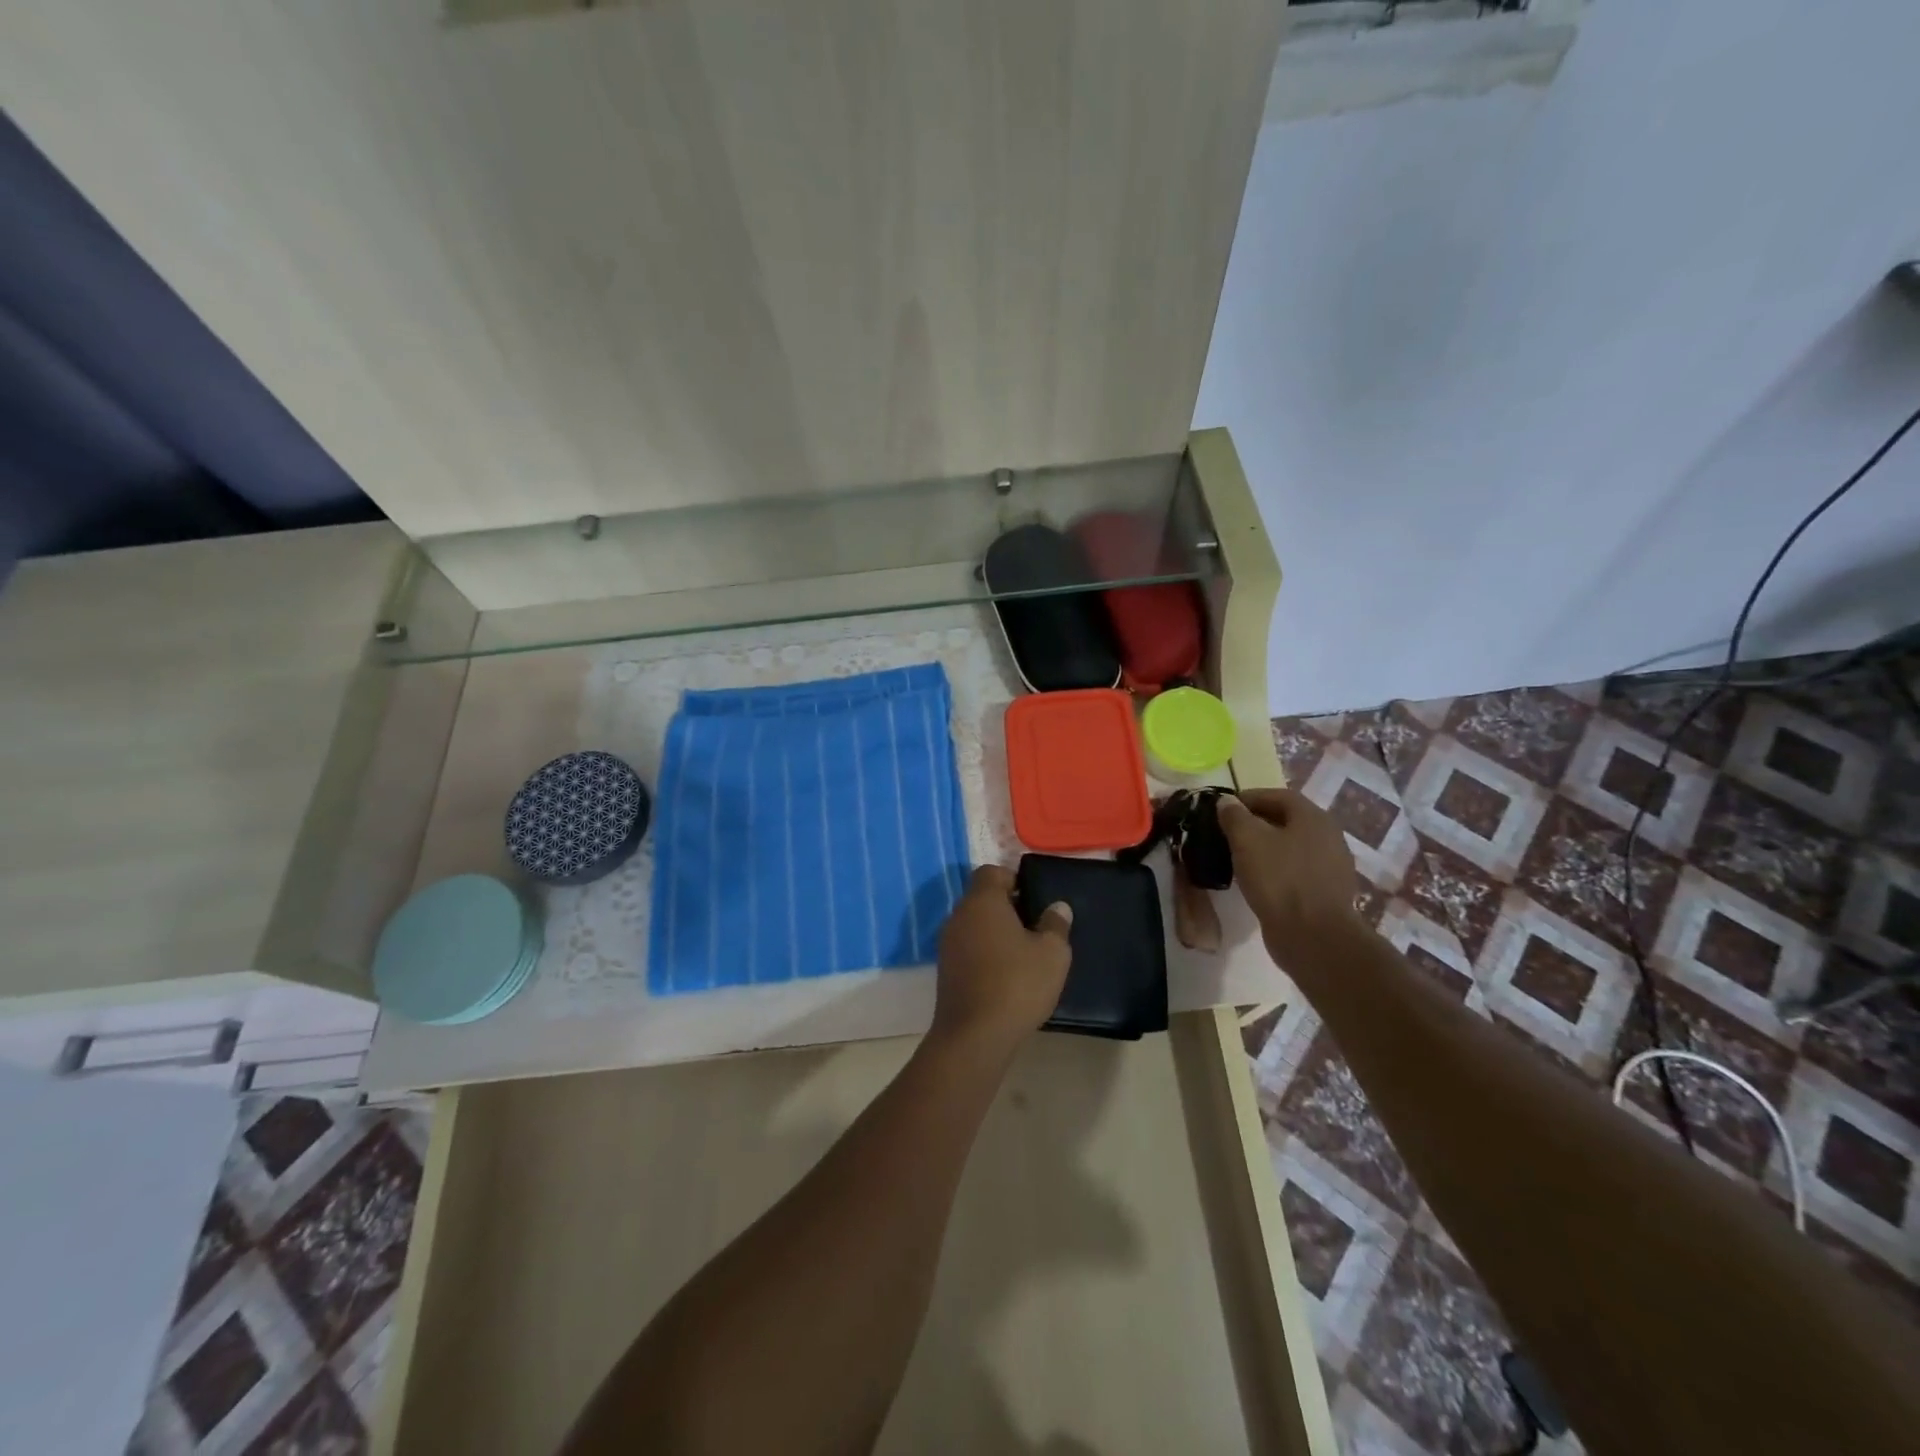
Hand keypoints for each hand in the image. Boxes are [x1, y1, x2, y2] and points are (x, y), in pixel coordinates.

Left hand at [931, 865, 1072, 1057]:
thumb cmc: (1017, 984)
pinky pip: (967, 948)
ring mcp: (947, 944)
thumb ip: (1055, 924)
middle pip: (982, 898)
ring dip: (995, 932)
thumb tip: (1057, 907)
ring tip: (1024, 954)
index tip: (1034, 898)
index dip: (1014, 879)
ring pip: (974, 924)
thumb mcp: (1052, 954)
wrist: (974, 1036)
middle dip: (1007, 907)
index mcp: (982, 901)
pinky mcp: (945, 970)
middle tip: (1035, 927)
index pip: (991, 872)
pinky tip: (1005, 975)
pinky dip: (984, 953)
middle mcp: (958, 916)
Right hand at [1219, 789, 1365, 967]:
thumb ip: (1234, 816)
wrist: (1314, 937)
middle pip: (1288, 820)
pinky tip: (1259, 881)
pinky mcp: (1327, 893)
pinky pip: (1297, 871)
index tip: (1224, 808)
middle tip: (1229, 832)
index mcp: (1313, 817)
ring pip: (1292, 847)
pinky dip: (1277, 870)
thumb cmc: (1279, 879)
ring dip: (1267, 848)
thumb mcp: (1247, 840)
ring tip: (1240, 857)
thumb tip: (1227, 802)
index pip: (1278, 796)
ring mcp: (1332, 866)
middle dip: (1257, 822)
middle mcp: (1329, 836)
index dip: (1249, 798)